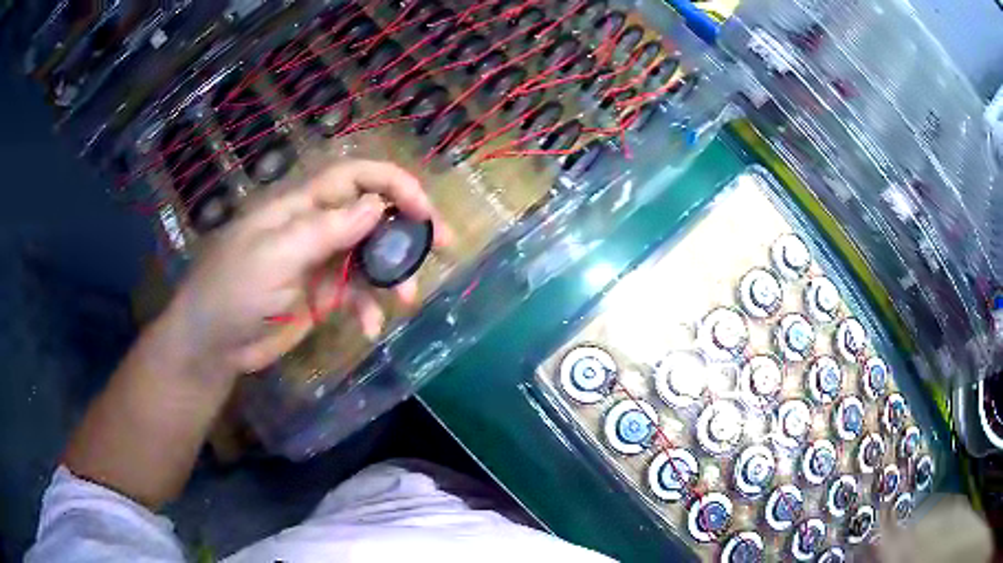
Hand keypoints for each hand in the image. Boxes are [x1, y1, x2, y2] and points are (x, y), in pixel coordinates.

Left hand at [162, 159, 448, 379]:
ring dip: (394, 275)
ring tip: (408, 300)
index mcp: (302, 206)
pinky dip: (369, 308)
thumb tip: (376, 207)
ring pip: (371, 256)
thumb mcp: (275, 256)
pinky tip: (370, 328)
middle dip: (408, 227)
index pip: (355, 177)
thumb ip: (325, 229)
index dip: (393, 184)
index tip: (424, 211)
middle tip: (443, 245)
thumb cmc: (233, 290)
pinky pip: (357, 294)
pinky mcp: (322, 295)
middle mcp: (316, 227)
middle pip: (372, 213)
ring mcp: (321, 262)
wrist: (213, 344)